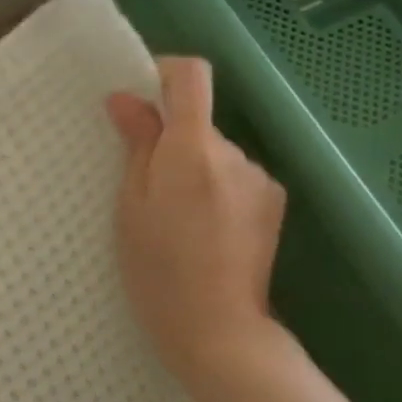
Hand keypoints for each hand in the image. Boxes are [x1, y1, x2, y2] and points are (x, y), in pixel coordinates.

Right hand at [105, 57, 287, 386]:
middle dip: (169, 140)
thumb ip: (136, 145)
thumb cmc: (155, 268)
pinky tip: (201, 230)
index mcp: (193, 150)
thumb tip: (127, 98)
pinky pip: (234, 178)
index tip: (139, 97)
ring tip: (172, 218)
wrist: (216, 328)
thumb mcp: (130, 204)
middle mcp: (236, 154)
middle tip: (142, 188)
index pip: (192, 77)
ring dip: (193, 169)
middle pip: (199, 122)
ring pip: (216, 154)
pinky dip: (213, 189)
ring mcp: (260, 180)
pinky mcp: (273, 204)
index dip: (164, 73)